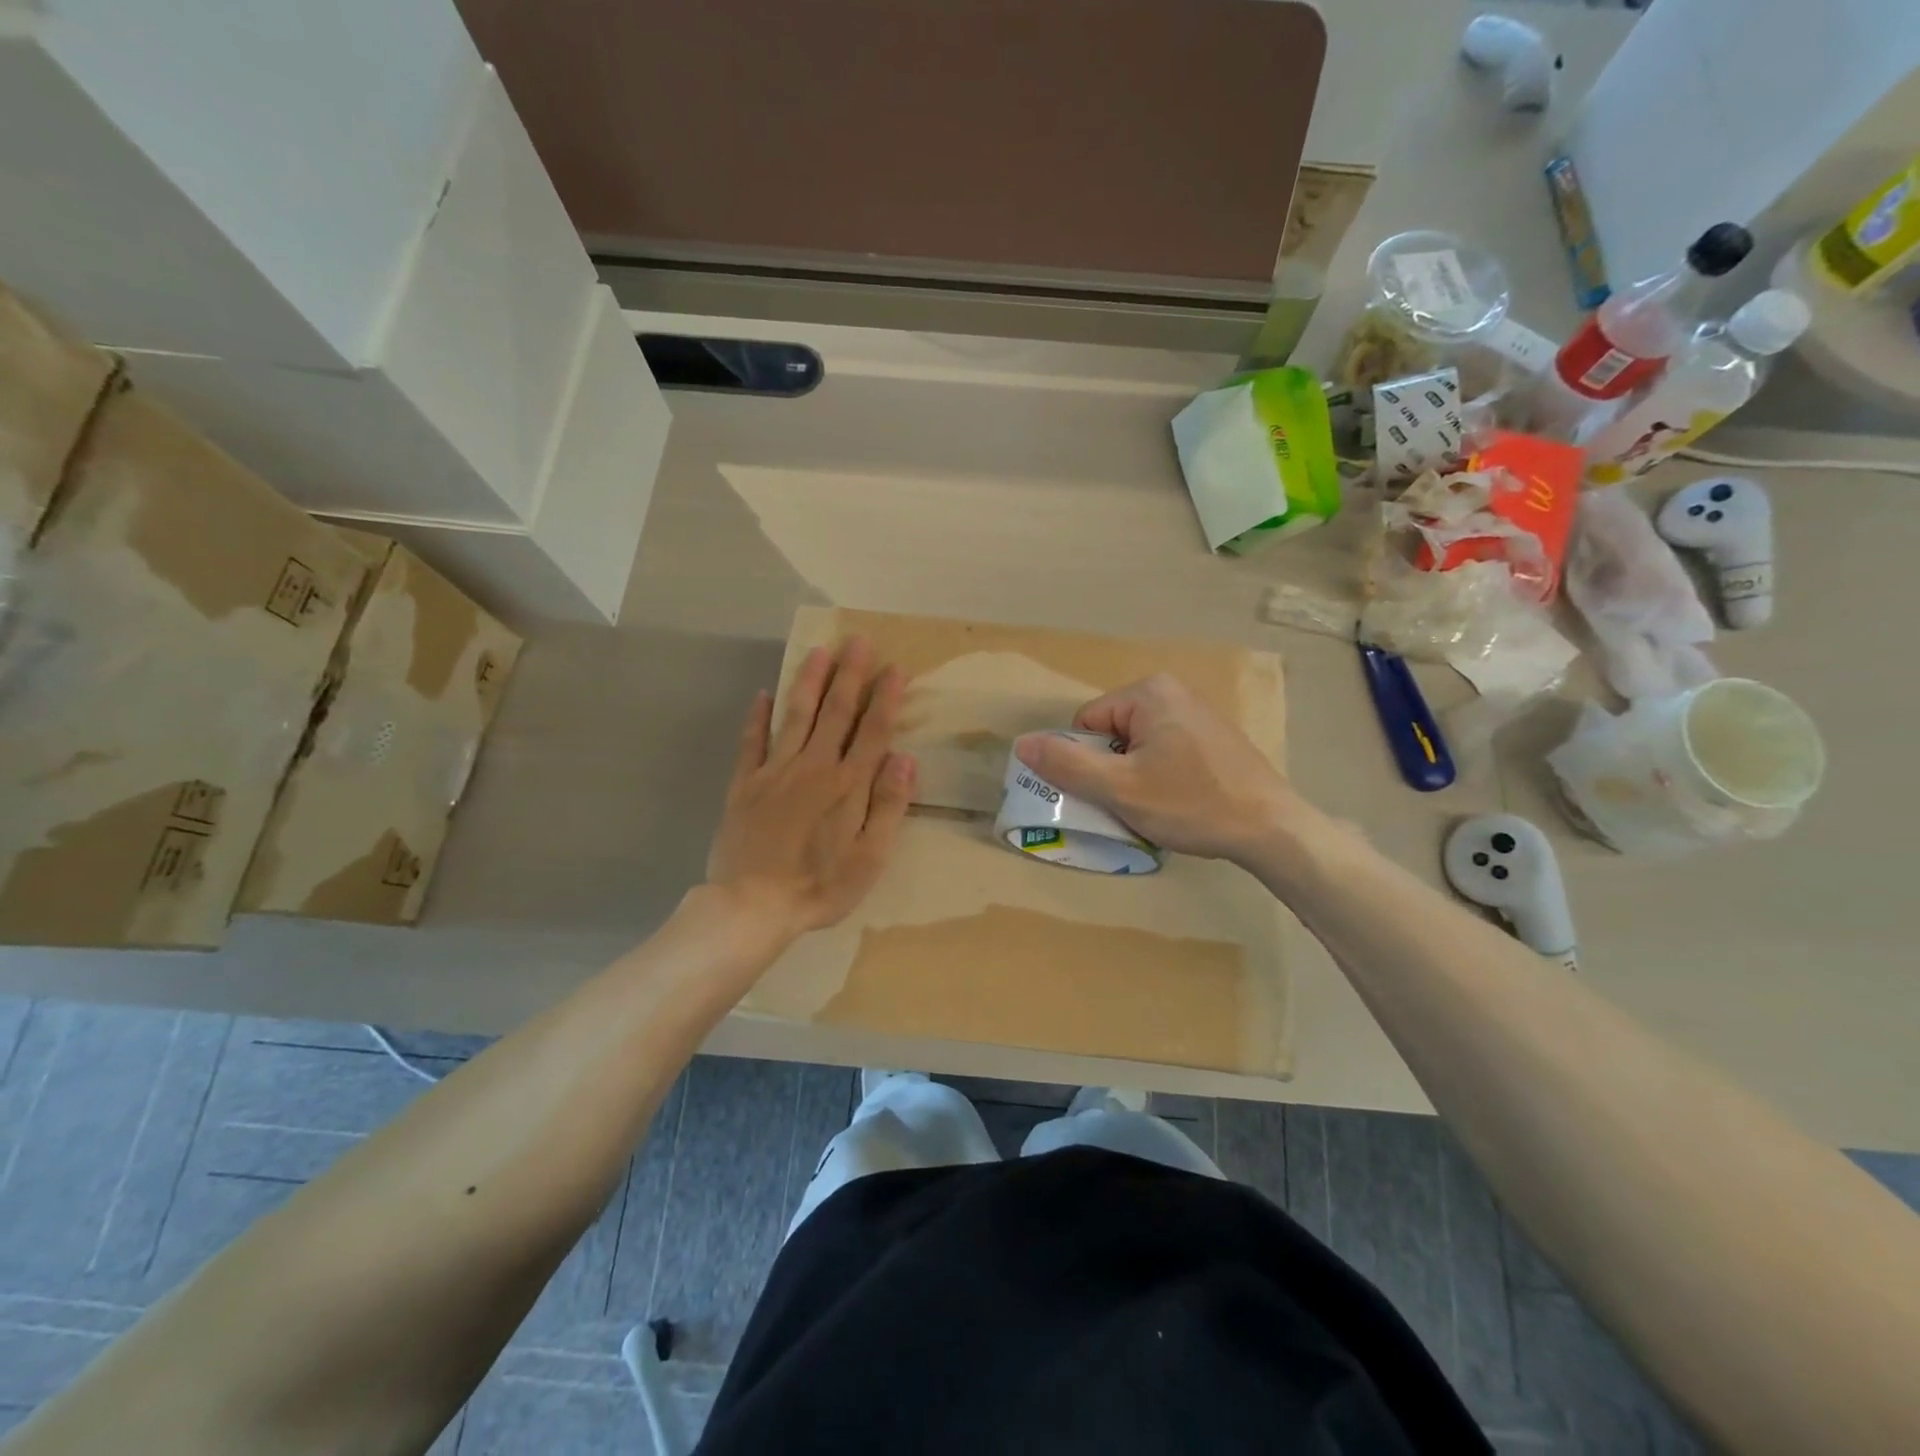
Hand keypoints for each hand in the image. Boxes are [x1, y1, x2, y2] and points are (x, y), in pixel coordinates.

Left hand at [707, 637, 915, 939]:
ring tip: (819, 652)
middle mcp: (813, 767)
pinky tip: (763, 694)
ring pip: (796, 716)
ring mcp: (775, 772)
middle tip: (858, 641)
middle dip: (850, 675)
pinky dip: (757, 717)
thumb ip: (889, 806)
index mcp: (848, 785)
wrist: (752, 906)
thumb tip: (906, 758)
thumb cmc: (819, 887)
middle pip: (835, 712)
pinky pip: (752, 742)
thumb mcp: (870, 858)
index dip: (885, 698)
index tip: (894, 667)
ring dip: (809, 682)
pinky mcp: (745, 784)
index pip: (873, 731)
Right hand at [1013, 674, 1299, 862]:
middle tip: (1132, 803)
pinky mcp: (1214, 737)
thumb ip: (1066, 765)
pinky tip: (1181, 801)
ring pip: (1138, 747)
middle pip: (1112, 734)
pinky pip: (1165, 751)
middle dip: (1113, 770)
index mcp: (1148, 692)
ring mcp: (1198, 713)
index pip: (1086, 724)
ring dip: (1135, 777)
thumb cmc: (1191, 804)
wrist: (1271, 828)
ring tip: (1158, 806)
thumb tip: (1021, 743)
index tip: (1111, 792)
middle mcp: (1174, 691)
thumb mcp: (1119, 789)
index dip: (1087, 763)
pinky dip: (1161, 776)